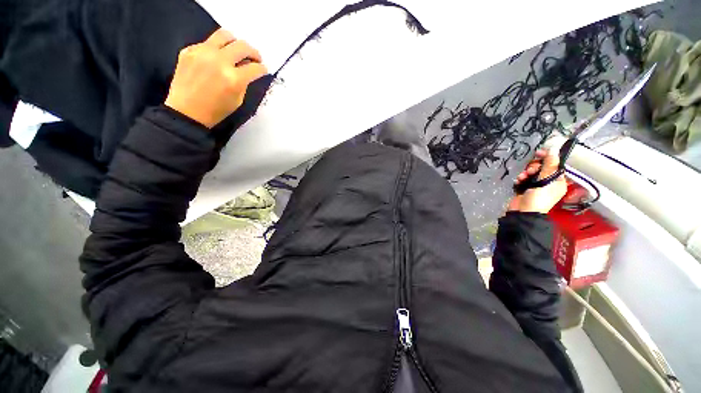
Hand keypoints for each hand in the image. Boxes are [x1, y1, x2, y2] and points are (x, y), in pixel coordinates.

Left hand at [165, 29, 267, 128]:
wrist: (186, 111)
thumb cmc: (216, 111)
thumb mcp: (238, 100)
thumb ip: (244, 83)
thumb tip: (247, 70)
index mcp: (234, 79)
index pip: (255, 68)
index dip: (262, 69)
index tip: (263, 70)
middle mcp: (219, 61)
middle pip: (243, 46)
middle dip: (253, 53)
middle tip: (255, 58)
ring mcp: (202, 53)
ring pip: (225, 35)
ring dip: (235, 42)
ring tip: (237, 50)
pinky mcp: (189, 50)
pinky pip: (208, 43)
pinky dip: (217, 49)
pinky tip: (216, 59)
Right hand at [508, 149, 566, 213]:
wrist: (523, 212)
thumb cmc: (539, 198)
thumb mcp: (546, 180)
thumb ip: (549, 165)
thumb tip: (553, 149)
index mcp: (558, 181)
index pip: (554, 165)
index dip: (547, 158)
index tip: (538, 153)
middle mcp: (548, 182)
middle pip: (541, 167)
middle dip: (534, 167)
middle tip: (530, 170)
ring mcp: (536, 185)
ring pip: (531, 172)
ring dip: (525, 173)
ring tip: (522, 177)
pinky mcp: (525, 187)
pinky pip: (523, 178)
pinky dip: (520, 178)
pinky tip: (518, 181)